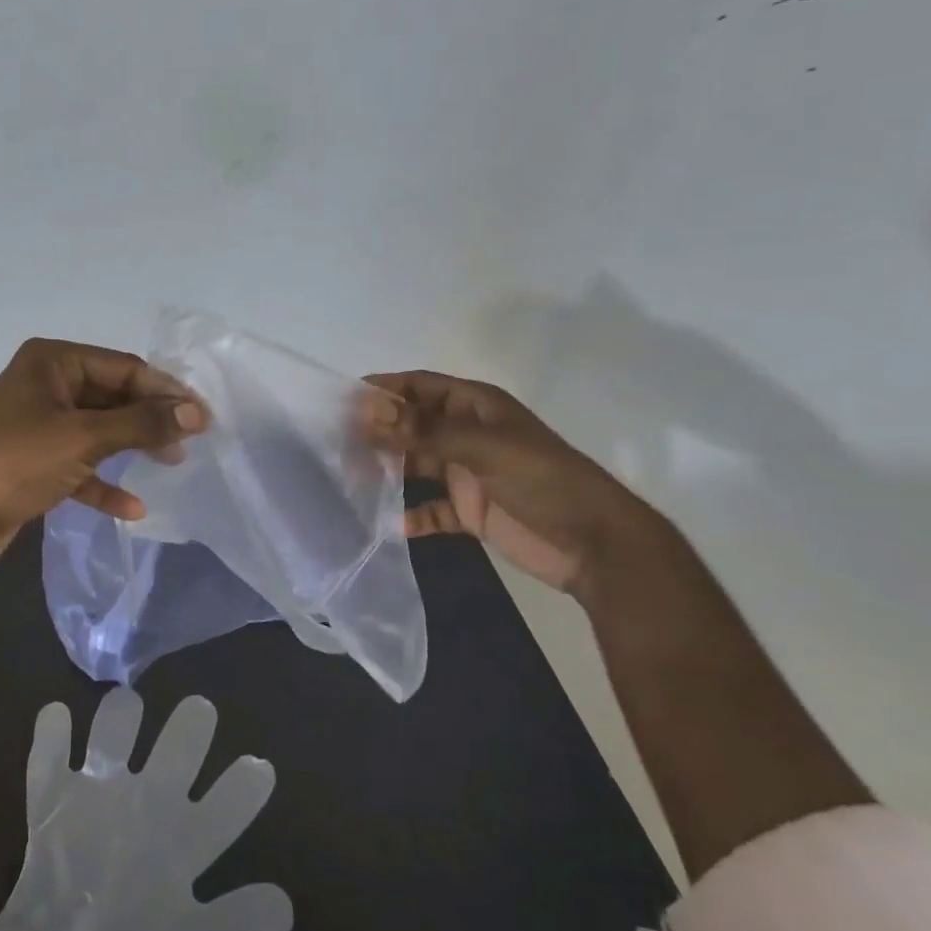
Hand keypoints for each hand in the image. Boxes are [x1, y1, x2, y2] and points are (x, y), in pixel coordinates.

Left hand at [0, 338, 207, 568]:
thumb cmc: (19, 462)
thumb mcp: (85, 438)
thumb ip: (144, 424)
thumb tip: (197, 414)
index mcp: (51, 361)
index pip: (122, 367)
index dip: (164, 391)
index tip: (202, 415)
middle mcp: (46, 384)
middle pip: (113, 397)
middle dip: (150, 419)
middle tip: (191, 440)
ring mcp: (39, 423)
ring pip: (99, 430)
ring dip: (133, 447)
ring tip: (172, 464)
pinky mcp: (36, 460)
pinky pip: (81, 463)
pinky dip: (104, 482)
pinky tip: (133, 509)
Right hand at [361, 370, 652, 596]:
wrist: (595, 544)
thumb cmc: (542, 480)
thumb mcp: (482, 448)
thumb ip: (425, 430)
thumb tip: (369, 410)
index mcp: (475, 407)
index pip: (420, 386)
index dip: (384, 389)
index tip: (341, 400)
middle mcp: (467, 434)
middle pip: (413, 425)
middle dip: (378, 431)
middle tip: (335, 442)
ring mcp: (468, 474)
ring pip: (417, 466)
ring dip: (389, 471)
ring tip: (350, 479)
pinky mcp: (471, 511)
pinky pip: (432, 509)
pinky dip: (413, 516)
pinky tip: (391, 524)